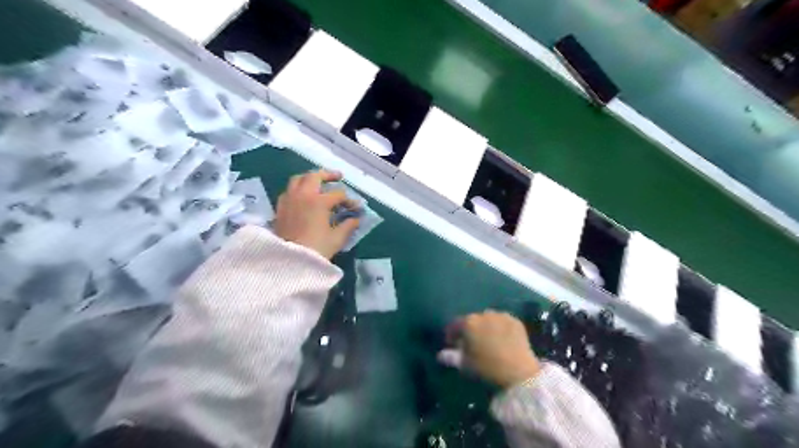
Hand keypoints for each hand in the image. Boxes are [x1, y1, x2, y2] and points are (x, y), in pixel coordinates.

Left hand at [275, 168, 362, 259]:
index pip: (338, 195)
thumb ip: (348, 225)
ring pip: (298, 179)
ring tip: (318, 183)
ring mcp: (289, 200)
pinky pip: (288, 191)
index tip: (356, 209)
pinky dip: (298, 189)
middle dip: (328, 175)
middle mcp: (303, 195)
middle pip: (315, 176)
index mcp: (319, 201)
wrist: (290, 262)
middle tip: (338, 177)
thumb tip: (356, 219)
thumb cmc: (317, 249)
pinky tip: (303, 197)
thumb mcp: (337, 238)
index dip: (349, 201)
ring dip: (310, 178)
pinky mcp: (280, 208)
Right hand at [437, 311, 543, 388]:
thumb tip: (440, 355)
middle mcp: (483, 314)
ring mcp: (501, 316)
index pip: (454, 325)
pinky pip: (503, 321)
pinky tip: (503, 339)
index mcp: (468, 323)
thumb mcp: (466, 365)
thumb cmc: (487, 369)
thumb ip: (451, 357)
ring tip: (488, 340)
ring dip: (486, 327)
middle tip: (472, 343)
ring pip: (488, 319)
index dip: (452, 334)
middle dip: (470, 330)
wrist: (519, 373)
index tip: (452, 344)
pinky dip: (500, 328)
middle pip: (472, 320)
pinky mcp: (515, 321)